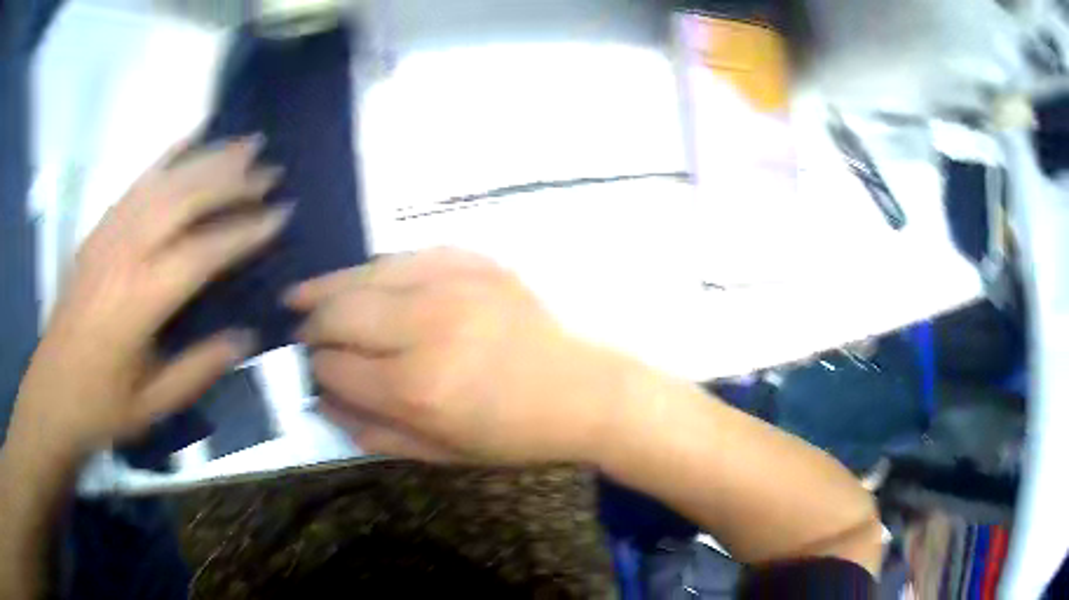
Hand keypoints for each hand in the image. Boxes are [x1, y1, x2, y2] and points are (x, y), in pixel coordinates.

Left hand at [9, 136, 288, 459]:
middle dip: (231, 180)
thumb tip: (245, 337)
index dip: (244, 231)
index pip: (202, 252)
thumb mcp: (154, 405)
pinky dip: (165, 157)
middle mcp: (124, 255)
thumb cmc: (101, 407)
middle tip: (270, 169)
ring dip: (205, 158)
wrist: (50, 396)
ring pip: (162, 182)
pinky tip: (188, 140)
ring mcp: (107, 236)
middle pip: (183, 200)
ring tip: (243, 144)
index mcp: (140, 302)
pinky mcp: (97, 232)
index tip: (280, 213)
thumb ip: (198, 368)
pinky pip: (135, 184)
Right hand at [286, 248, 624, 463]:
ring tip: (302, 296)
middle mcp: (423, 328)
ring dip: (326, 286)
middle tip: (302, 332)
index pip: (335, 367)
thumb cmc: (513, 434)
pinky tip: (361, 278)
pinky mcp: (473, 262)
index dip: (315, 370)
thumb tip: (321, 403)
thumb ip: (373, 432)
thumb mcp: (441, 453)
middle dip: (311, 325)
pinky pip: (405, 256)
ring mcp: (450, 285)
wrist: (582, 391)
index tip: (312, 371)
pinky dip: (375, 269)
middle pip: (339, 313)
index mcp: (414, 389)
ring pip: (363, 274)